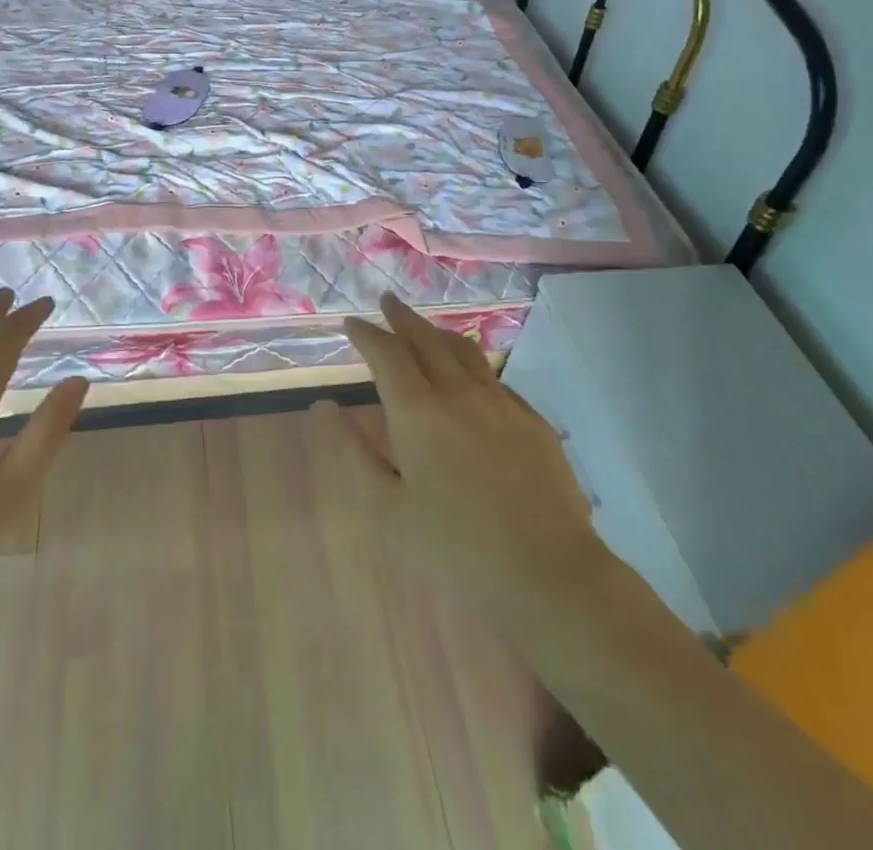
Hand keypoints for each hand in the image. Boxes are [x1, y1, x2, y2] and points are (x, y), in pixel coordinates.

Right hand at [339, 293, 606, 622]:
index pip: (386, 354)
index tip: (352, 322)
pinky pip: (494, 378)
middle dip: (402, 317)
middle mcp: (459, 393)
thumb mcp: (388, 508)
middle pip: (426, 339)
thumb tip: (324, 407)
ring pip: (464, 350)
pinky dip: (471, 364)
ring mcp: (501, 402)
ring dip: (438, 332)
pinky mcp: (532, 419)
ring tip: (425, 327)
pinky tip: (471, 376)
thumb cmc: (455, 548)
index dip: (366, 333)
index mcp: (418, 412)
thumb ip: (353, 451)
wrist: (548, 572)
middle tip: (387, 301)